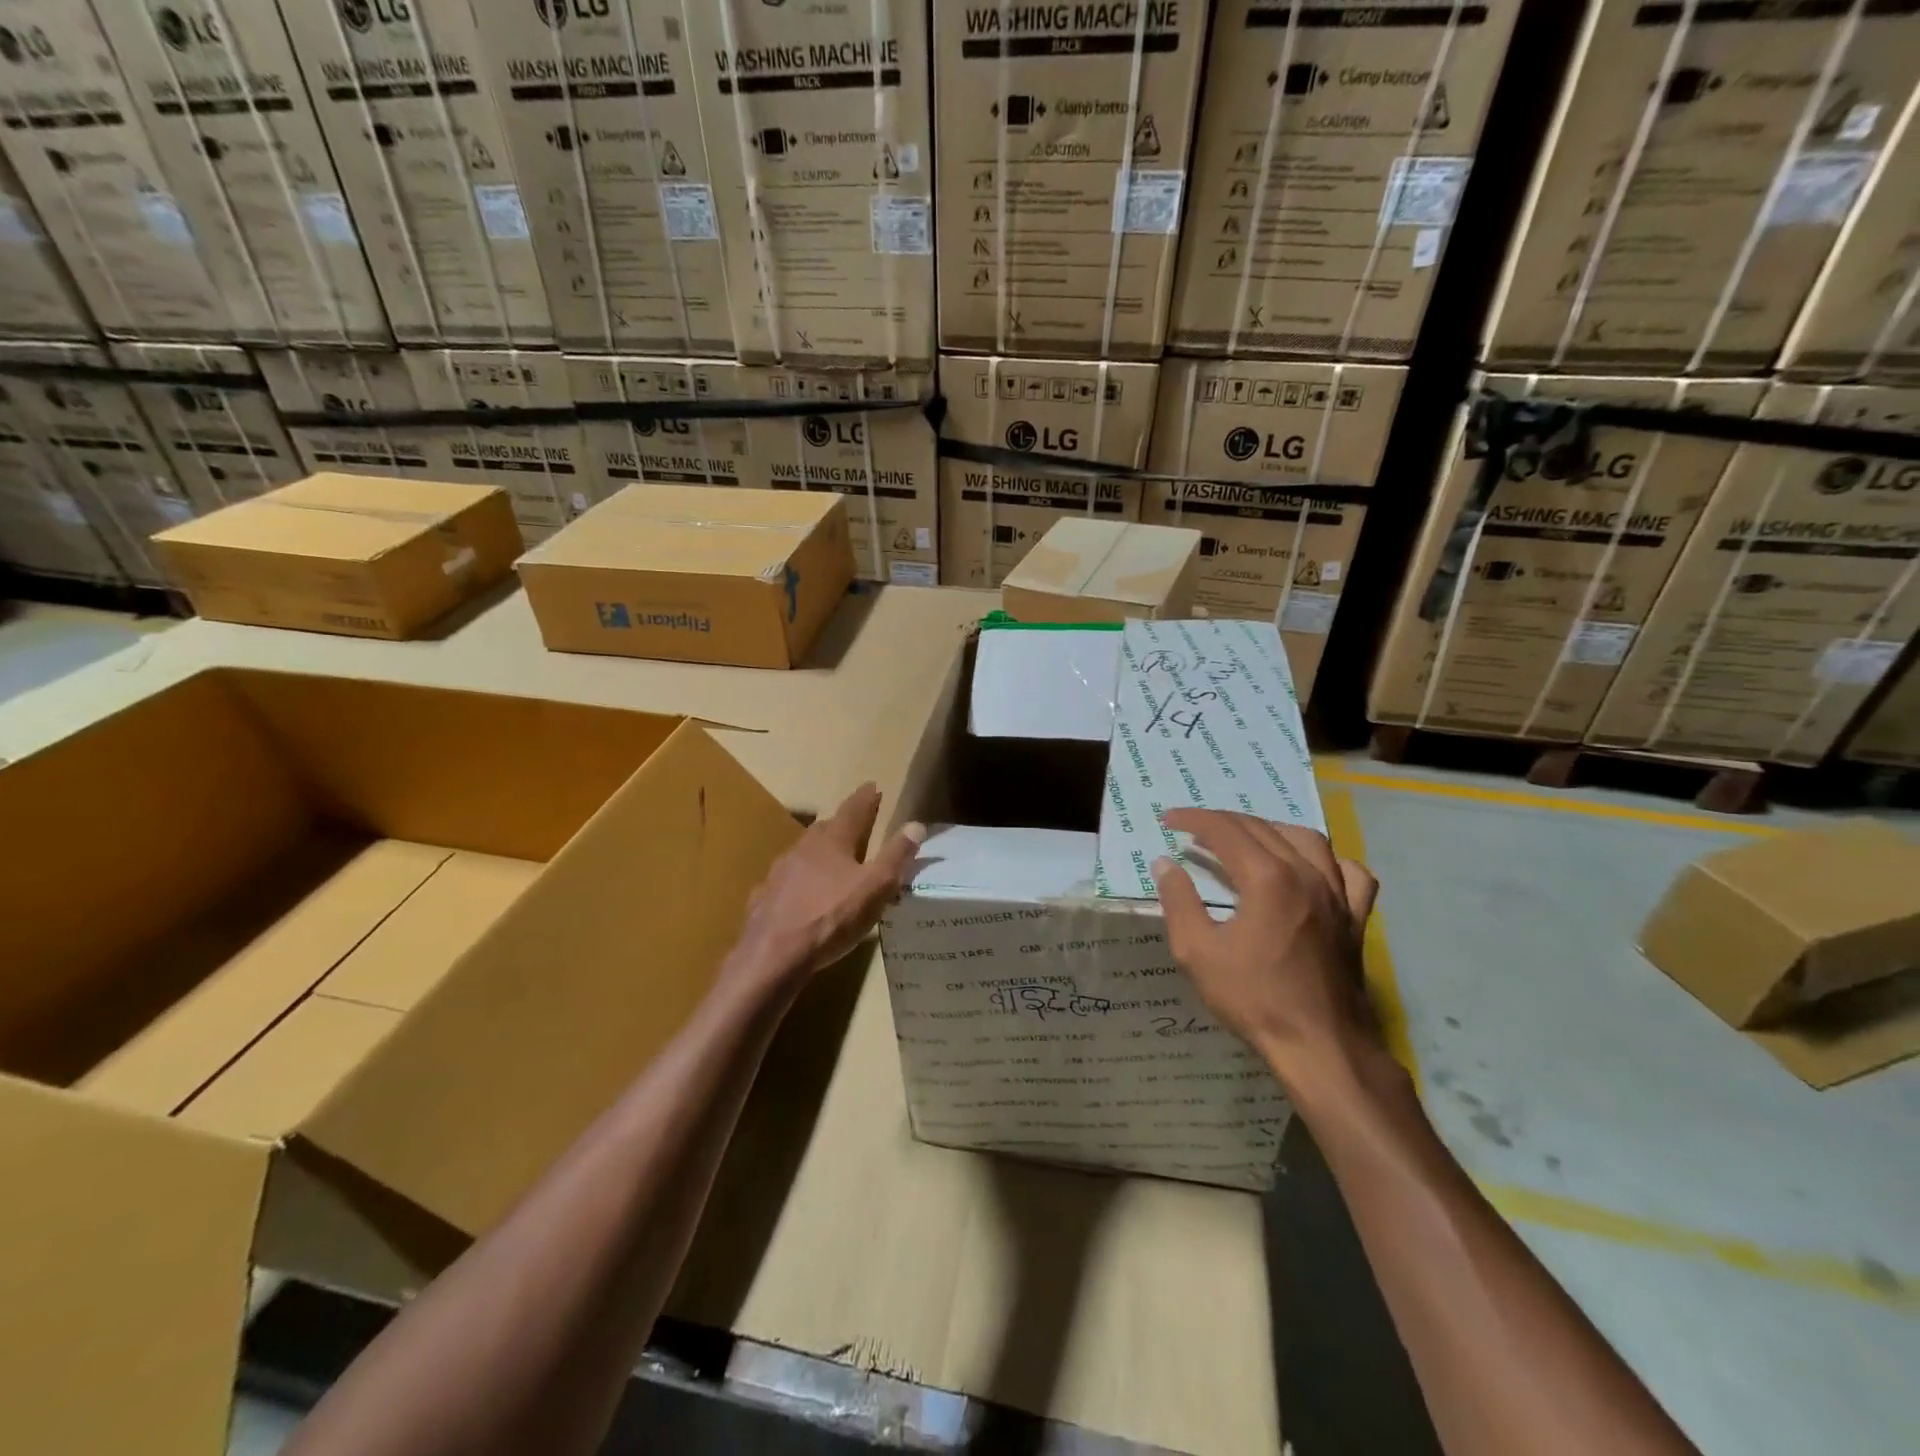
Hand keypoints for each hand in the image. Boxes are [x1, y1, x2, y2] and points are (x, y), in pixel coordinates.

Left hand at [729, 783, 924, 989]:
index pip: (853, 810)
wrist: (773, 954)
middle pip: (825, 828)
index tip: (873, 786)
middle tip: (854, 823)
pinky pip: (786, 881)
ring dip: (819, 852)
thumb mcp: (876, 888)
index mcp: (833, 841)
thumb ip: (896, 856)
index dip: (866, 798)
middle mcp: (803, 848)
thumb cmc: (831, 917)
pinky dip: (799, 881)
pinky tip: (800, 894)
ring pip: (803, 853)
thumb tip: (916, 825)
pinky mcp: (765, 897)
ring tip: (830, 859)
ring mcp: (779, 872)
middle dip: (842, 824)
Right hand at [1151, 809, 1379, 1091]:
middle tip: (1194, 831)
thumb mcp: (1196, 951)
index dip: (1193, 819)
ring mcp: (1337, 893)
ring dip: (1270, 830)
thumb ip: (1178, 901)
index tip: (1168, 819)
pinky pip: (1350, 872)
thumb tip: (1165, 864)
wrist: (1319, 1045)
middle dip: (1223, 822)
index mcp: (1267, 877)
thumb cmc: (1253, 998)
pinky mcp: (1354, 917)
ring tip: (1246, 840)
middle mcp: (1306, 873)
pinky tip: (1311, 868)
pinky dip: (1328, 861)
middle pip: (1261, 827)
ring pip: (1306, 839)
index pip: (1224, 830)